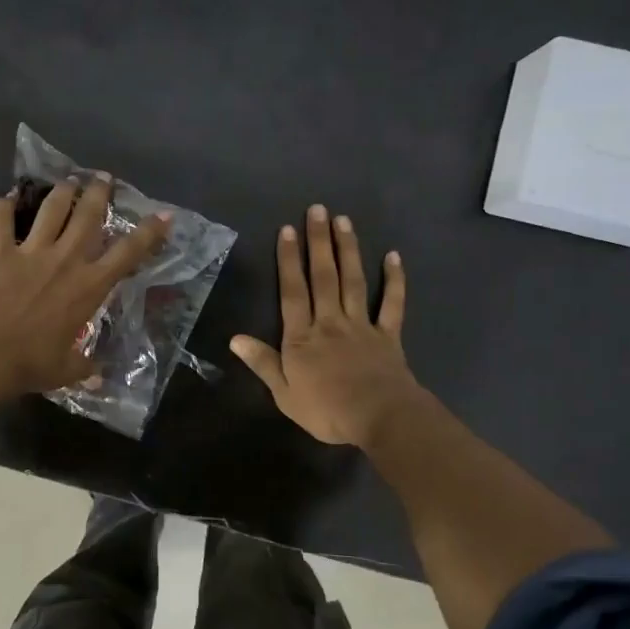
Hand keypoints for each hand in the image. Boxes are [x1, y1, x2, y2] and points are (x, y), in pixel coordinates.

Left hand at [0, 176, 170, 398]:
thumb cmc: (32, 364)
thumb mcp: (67, 370)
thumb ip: (85, 367)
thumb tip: (98, 377)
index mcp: (90, 286)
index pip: (128, 253)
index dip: (149, 232)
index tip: (163, 214)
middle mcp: (66, 260)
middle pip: (88, 216)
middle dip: (99, 193)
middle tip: (103, 178)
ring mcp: (31, 252)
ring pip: (51, 210)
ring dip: (62, 192)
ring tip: (67, 181)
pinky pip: (1, 221)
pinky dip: (3, 207)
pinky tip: (6, 198)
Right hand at [231, 205, 421, 447]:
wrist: (380, 418)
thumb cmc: (327, 410)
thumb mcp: (284, 394)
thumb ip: (263, 363)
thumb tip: (235, 338)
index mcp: (302, 337)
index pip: (293, 292)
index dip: (288, 260)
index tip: (287, 231)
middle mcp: (330, 322)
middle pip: (323, 276)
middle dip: (318, 242)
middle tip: (317, 210)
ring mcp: (361, 325)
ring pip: (353, 281)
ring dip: (348, 249)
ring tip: (343, 221)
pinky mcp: (388, 335)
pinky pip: (392, 303)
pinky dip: (394, 280)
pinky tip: (393, 256)